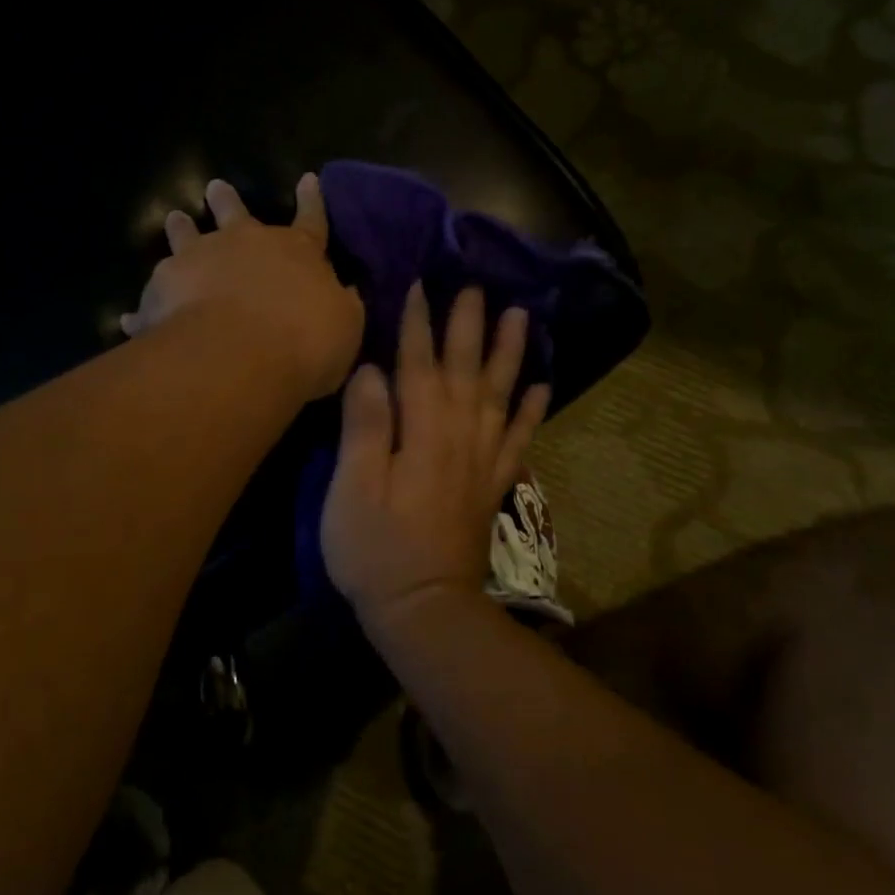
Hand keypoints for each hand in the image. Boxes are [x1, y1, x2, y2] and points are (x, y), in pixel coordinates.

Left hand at [121, 173, 363, 401]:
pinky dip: (146, 307)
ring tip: (174, 219)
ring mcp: (200, 260)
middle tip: (215, 187)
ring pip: (187, 237)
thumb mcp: (345, 326)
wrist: (240, 355)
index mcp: (296, 251)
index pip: (312, 220)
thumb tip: (344, 292)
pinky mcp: (164, 288)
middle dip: (228, 201)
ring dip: (181, 229)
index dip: (312, 201)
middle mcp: (245, 245)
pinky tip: (129, 318)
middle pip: (236, 215)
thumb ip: (342, 306)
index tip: (307, 178)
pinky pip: (153, 296)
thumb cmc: (305, 341)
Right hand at [322, 282, 549, 634]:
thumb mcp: (352, 489)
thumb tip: (372, 370)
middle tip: (477, 286)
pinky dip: (533, 410)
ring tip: (522, 317)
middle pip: (467, 369)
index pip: (419, 364)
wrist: (425, 610)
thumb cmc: (375, 550)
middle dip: (469, 325)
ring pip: (500, 394)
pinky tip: (542, 386)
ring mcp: (482, 460)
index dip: (418, 324)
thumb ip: (365, 426)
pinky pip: (520, 439)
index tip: (421, 285)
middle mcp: (459, 435)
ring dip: (510, 353)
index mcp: (422, 432)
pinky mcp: (493, 484)